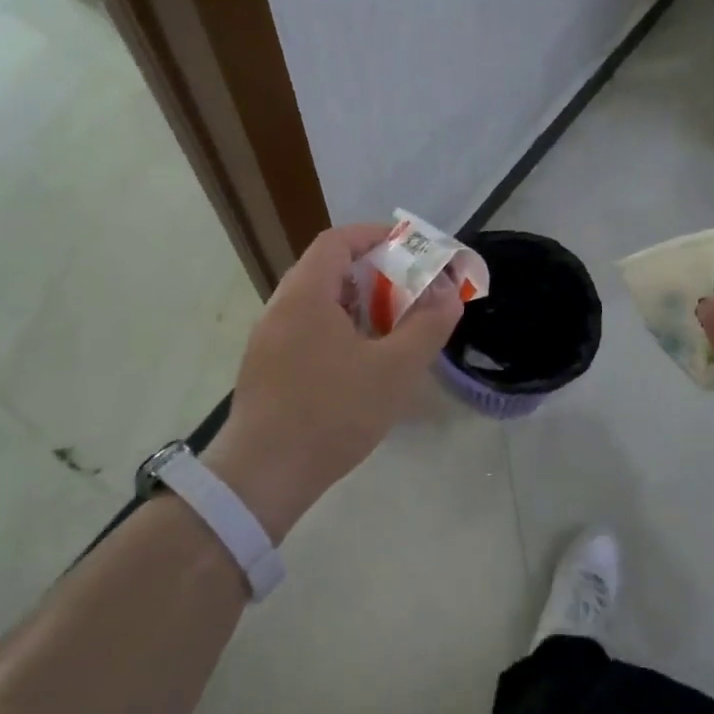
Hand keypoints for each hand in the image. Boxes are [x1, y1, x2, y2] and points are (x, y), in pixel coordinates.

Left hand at [203, 224, 462, 538]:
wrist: (263, 476)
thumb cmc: (332, 413)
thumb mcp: (394, 370)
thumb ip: (427, 326)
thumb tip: (449, 293)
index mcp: (305, 295)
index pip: (337, 241)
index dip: (375, 236)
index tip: (410, 249)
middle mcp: (280, 308)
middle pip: (326, 270)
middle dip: (373, 274)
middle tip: (408, 292)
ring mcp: (267, 341)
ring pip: (316, 304)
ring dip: (356, 306)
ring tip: (390, 328)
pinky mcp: (264, 370)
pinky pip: (305, 331)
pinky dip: (337, 330)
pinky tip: (359, 364)